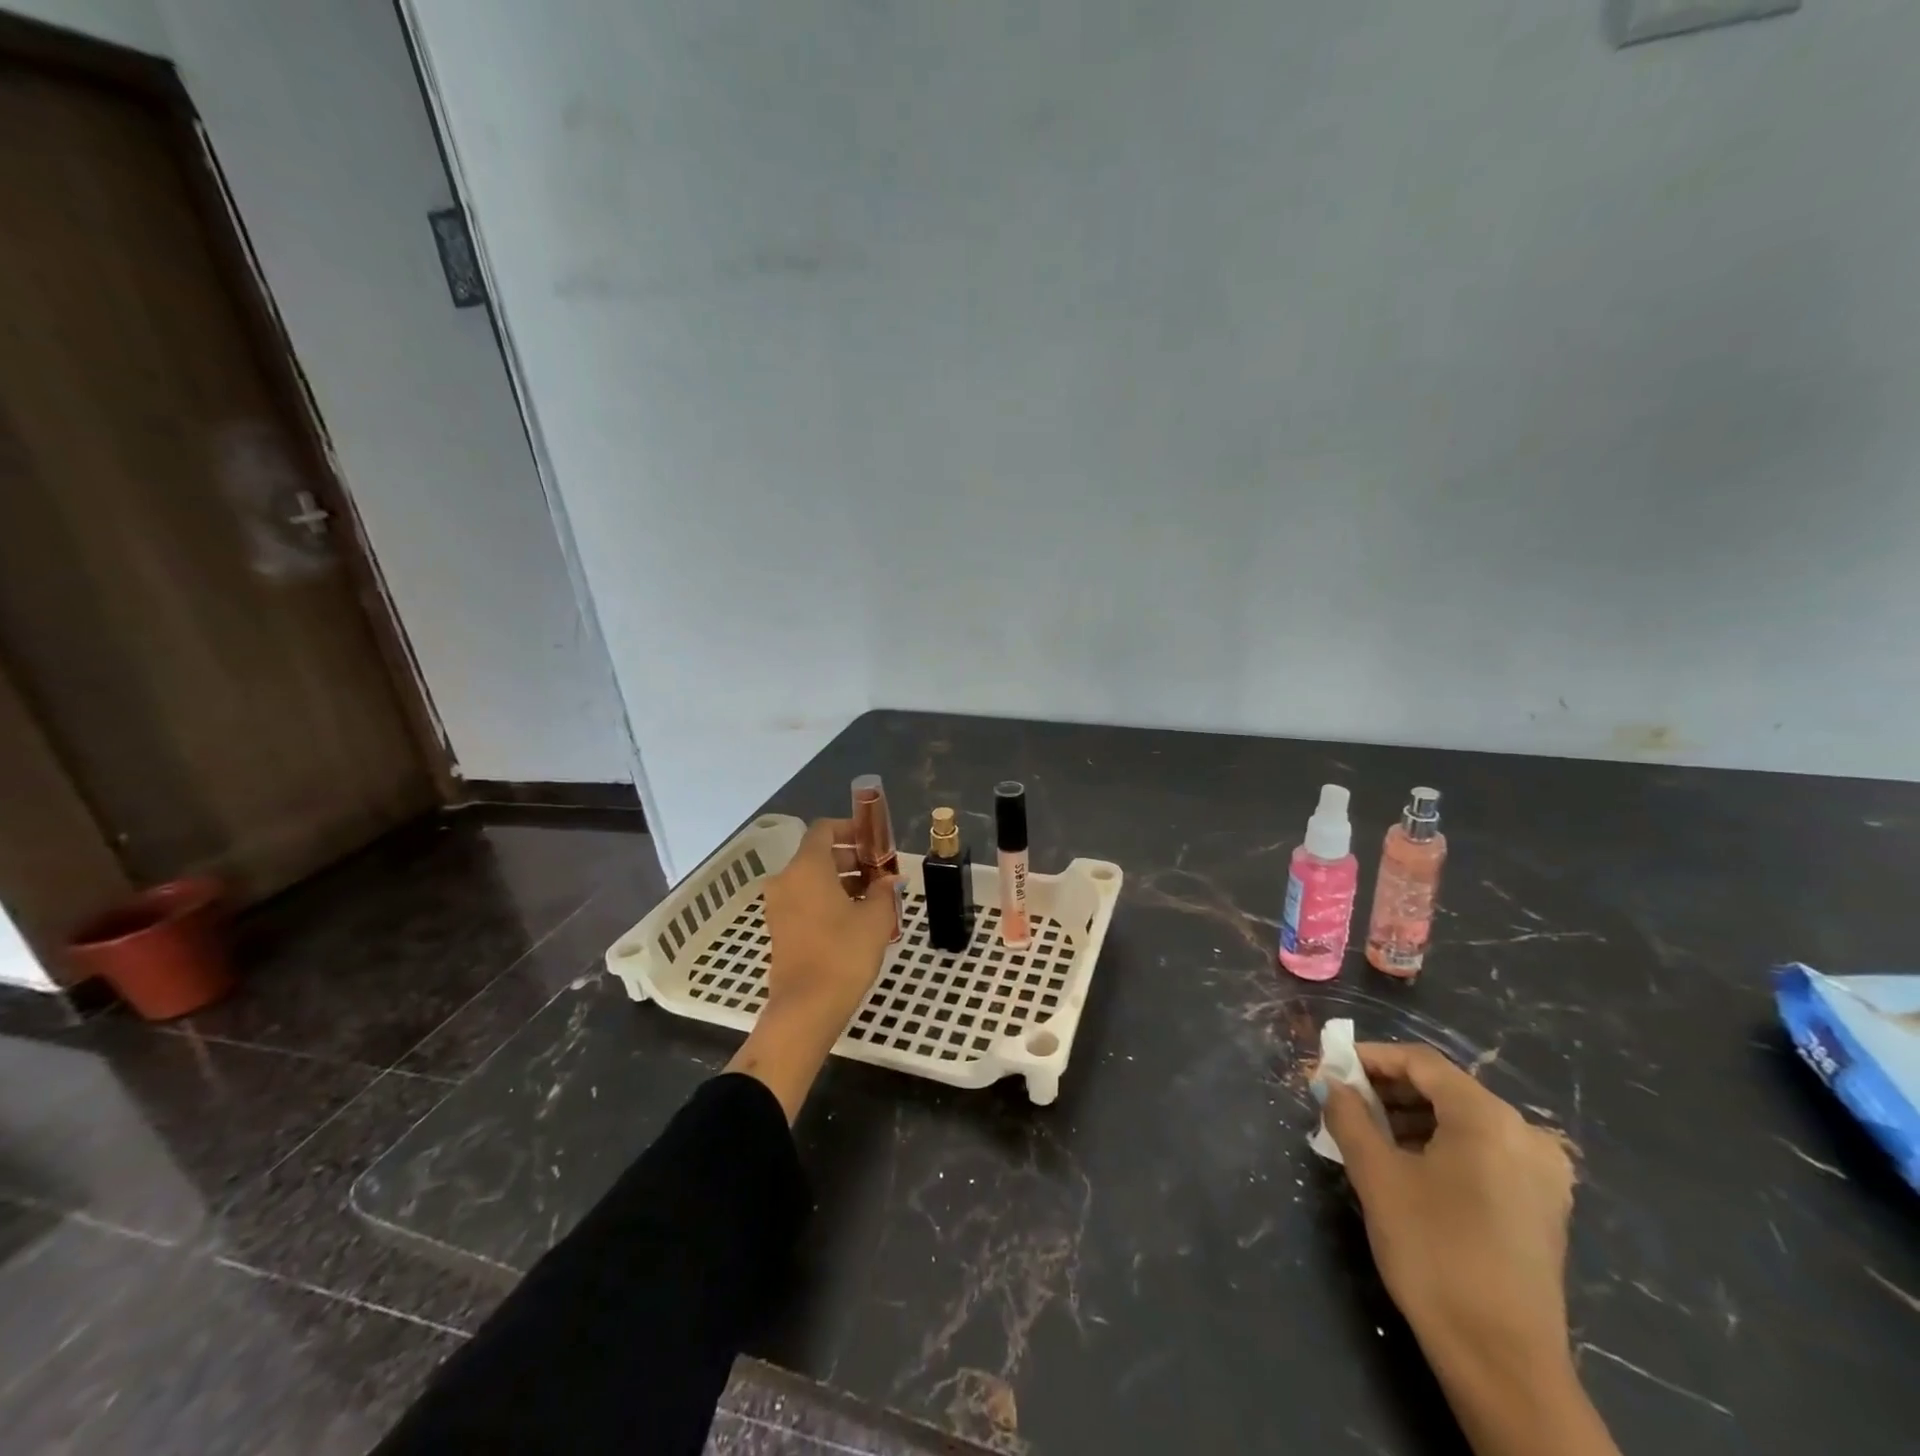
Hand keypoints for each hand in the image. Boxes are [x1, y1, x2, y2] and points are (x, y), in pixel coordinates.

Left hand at [761, 817, 898, 1022]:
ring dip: (841, 880)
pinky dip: (827, 899)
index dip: (850, 828)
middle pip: (818, 854)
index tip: (874, 840)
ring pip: (811, 879)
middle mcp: (786, 879)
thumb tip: (890, 879)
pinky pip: (804, 899)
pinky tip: (854, 917)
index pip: (824, 829)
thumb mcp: (875, 919)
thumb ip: (884, 891)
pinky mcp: (779, 928)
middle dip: (850, 858)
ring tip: (873, 897)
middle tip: (880, 872)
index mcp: (807, 867)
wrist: (806, 1007)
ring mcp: (778, 905)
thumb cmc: (843, 953)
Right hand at [1321, 1044, 1612, 1455]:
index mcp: (1490, 1118)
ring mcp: (1541, 1174)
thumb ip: (1348, 1115)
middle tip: (1341, 1100)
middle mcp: (1526, 1135)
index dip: (1370, 1057)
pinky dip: (1439, 1146)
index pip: (1421, 1062)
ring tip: (1365, 1134)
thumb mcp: (1377, 1175)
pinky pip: (1482, 1153)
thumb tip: (1329, 1081)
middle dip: (1387, 1090)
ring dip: (1410, 1119)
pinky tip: (1405, 1166)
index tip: (1329, 1067)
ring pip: (1463, 1122)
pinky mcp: (1542, 1207)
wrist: (1501, 1360)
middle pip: (1444, 1089)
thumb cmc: (1433, 1251)